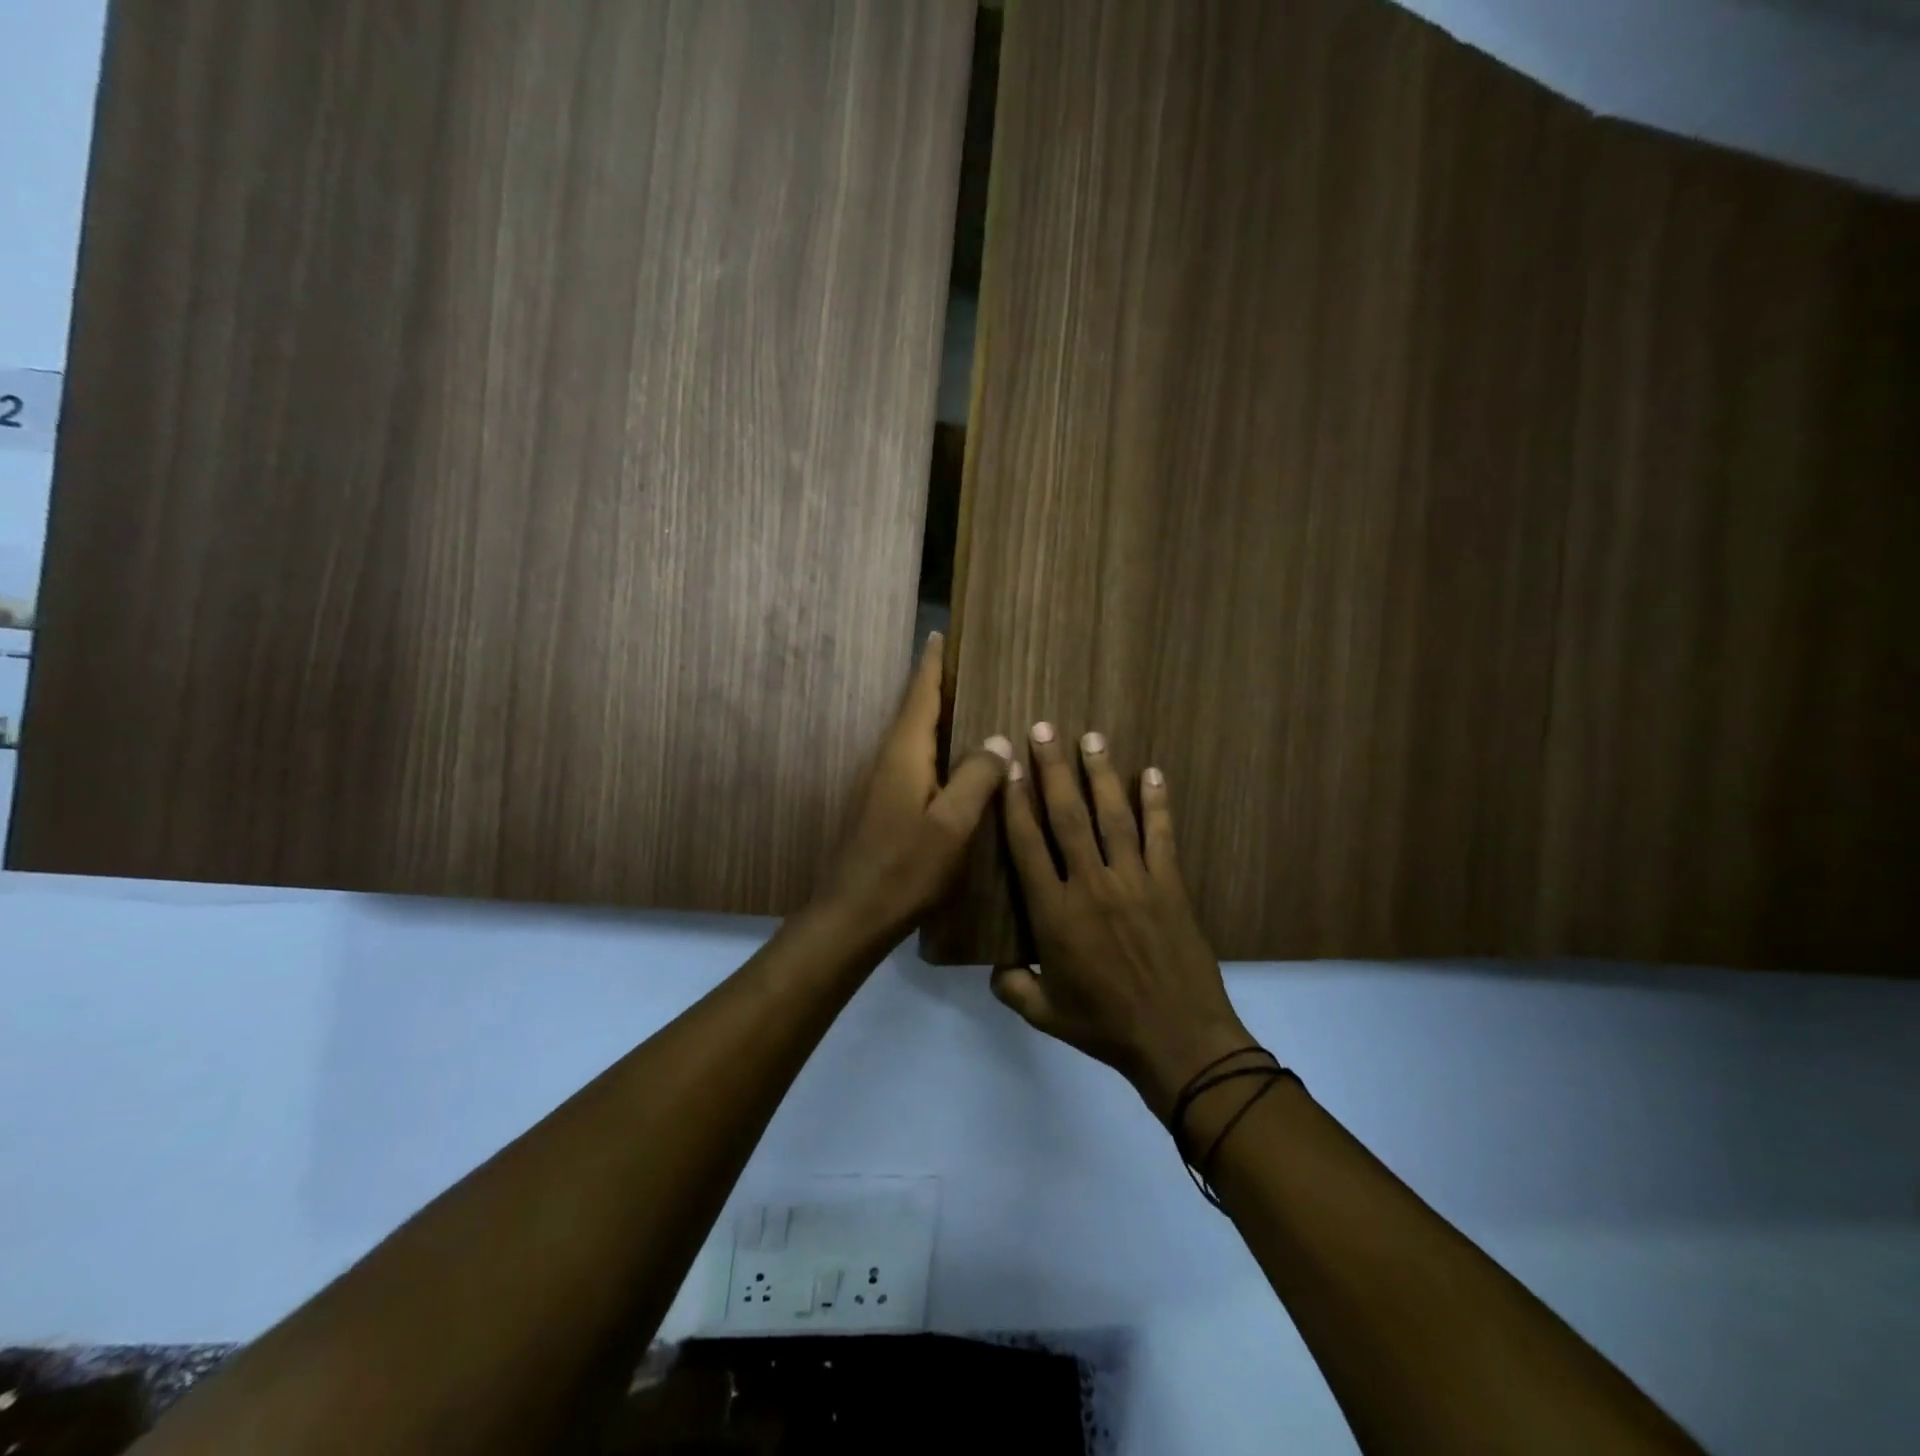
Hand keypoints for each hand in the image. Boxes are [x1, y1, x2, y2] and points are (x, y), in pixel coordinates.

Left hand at [815, 632, 1011, 943]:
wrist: (853, 914)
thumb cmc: (905, 867)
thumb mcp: (952, 824)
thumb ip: (976, 778)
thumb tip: (997, 740)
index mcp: (904, 754)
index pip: (920, 696)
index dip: (931, 665)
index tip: (939, 633)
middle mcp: (888, 760)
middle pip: (913, 711)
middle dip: (936, 685)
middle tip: (967, 666)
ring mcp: (881, 784)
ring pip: (913, 738)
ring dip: (935, 717)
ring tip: (967, 706)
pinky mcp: (882, 806)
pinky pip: (913, 762)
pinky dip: (934, 749)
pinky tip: (952, 763)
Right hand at [990, 724, 1250, 1118]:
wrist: (1179, 1041)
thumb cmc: (1106, 1027)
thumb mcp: (1046, 1015)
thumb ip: (1013, 986)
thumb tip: (993, 966)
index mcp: (1055, 914)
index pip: (1028, 845)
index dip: (1016, 802)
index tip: (1009, 766)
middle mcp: (1091, 886)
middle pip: (1068, 816)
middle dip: (1053, 769)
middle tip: (1044, 729)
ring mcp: (1135, 881)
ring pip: (1113, 816)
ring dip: (1101, 774)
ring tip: (1091, 737)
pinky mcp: (1171, 886)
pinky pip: (1161, 836)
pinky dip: (1157, 803)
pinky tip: (1151, 773)